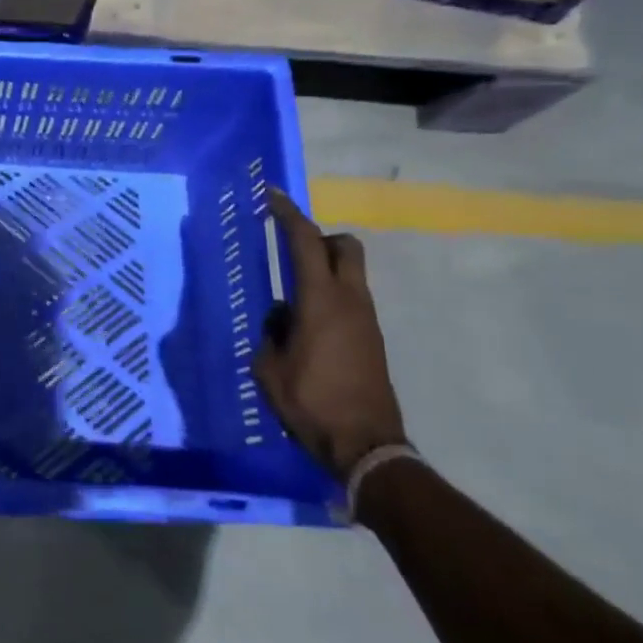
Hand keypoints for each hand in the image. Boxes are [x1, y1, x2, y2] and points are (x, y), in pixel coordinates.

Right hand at [253, 190, 405, 479]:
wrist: (366, 446)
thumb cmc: (311, 402)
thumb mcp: (270, 368)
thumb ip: (271, 333)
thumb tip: (281, 317)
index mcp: (320, 301)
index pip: (306, 242)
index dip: (288, 214)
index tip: (272, 196)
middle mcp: (350, 301)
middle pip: (345, 246)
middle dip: (320, 237)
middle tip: (291, 249)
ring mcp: (367, 320)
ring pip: (350, 273)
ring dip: (325, 270)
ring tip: (292, 297)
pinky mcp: (373, 339)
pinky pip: (351, 300)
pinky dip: (330, 296)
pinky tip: (308, 327)